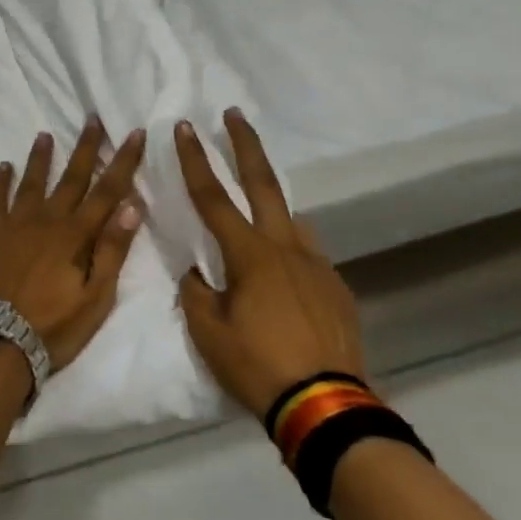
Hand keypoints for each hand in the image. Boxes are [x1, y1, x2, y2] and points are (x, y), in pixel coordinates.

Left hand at [0, 118, 146, 370]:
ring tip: (45, 134)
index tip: (133, 132)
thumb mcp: (96, 297)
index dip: (123, 161)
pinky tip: (3, 166)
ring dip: (40, 157)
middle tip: (92, 118)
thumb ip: (112, 250)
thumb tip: (132, 205)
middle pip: (71, 177)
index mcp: (76, 234)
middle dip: (85, 147)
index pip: (107, 190)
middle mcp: (47, 220)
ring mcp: (15, 225)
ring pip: (32, 182)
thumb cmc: (54, 327)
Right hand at [175, 108, 365, 420]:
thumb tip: (196, 272)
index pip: (213, 197)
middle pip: (263, 183)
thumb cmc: (258, 366)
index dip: (195, 160)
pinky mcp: (336, 286)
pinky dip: (290, 249)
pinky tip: (285, 274)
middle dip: (245, 144)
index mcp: (249, 255)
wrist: (327, 406)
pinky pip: (308, 254)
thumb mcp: (208, 333)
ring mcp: (316, 264)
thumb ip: (195, 293)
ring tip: (257, 214)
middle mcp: (285, 247)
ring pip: (290, 219)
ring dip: (270, 203)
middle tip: (234, 114)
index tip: (185, 127)